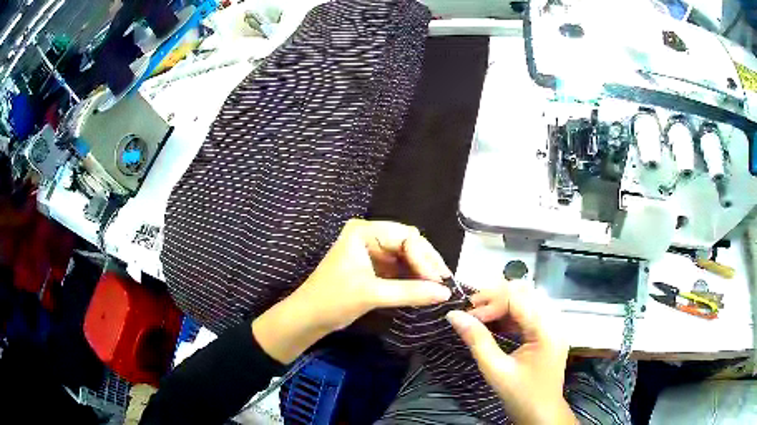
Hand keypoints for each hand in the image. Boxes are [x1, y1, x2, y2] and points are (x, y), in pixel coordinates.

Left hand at [253, 219, 452, 362]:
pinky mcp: (374, 267)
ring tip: (438, 288)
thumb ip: (410, 292)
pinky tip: (424, 289)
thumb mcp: (371, 294)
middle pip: (409, 243)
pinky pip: (400, 268)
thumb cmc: (333, 300)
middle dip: (426, 263)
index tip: (439, 280)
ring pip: (407, 256)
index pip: (406, 237)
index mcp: (363, 232)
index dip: (425, 257)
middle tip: (443, 284)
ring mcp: (372, 251)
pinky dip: (413, 278)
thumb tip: (446, 292)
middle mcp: (369, 236)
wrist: (308, 318)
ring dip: (422, 272)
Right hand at [446, 280, 575, 424]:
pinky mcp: (550, 331)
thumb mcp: (496, 370)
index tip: (468, 316)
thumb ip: (477, 340)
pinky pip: (531, 310)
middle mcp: (554, 320)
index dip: (489, 302)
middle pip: (525, 291)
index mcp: (546, 329)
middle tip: (473, 313)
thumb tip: (454, 315)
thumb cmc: (520, 395)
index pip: (517, 297)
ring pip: (528, 297)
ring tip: (482, 317)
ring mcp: (555, 324)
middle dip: (496, 297)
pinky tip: (497, 324)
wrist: (542, 414)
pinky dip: (512, 312)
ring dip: (504, 302)